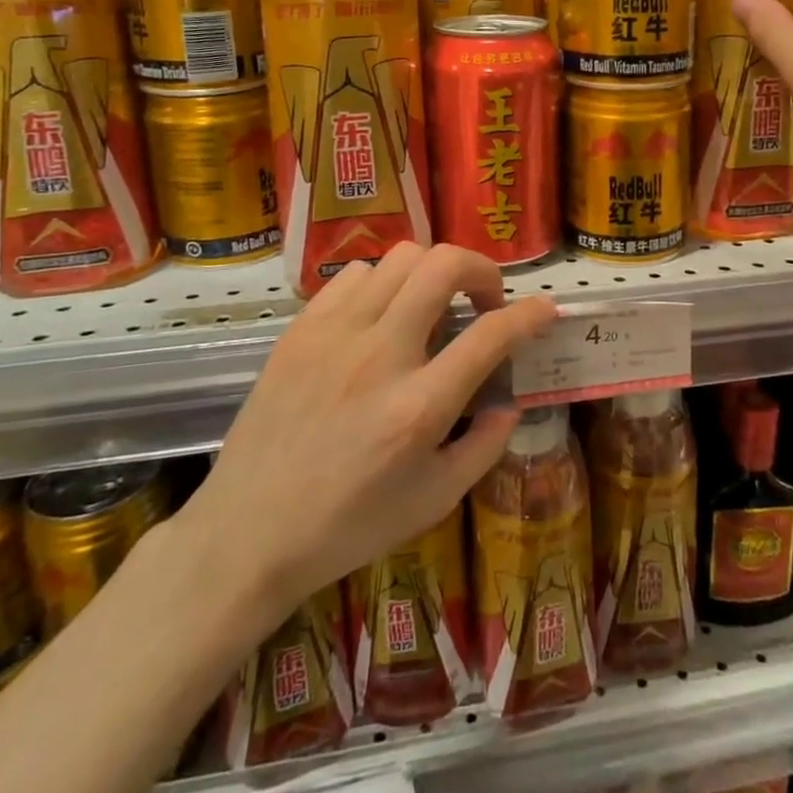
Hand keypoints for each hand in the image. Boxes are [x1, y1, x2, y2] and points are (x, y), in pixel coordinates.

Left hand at [176, 244, 555, 624]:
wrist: (248, 534)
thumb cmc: (348, 525)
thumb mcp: (434, 501)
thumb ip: (484, 446)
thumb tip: (509, 401)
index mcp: (419, 407)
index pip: (490, 335)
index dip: (529, 314)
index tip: (544, 310)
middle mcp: (380, 355)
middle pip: (443, 266)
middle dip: (481, 270)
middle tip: (484, 300)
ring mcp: (335, 335)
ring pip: (400, 259)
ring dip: (430, 274)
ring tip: (430, 307)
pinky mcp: (300, 330)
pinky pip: (354, 274)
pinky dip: (383, 283)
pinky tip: (381, 316)